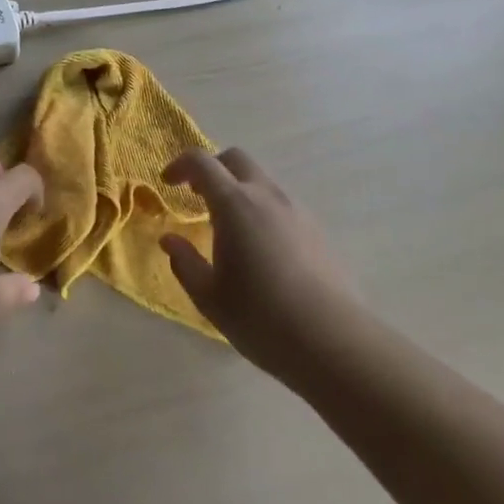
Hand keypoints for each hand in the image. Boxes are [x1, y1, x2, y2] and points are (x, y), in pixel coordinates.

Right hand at [159, 148, 360, 368]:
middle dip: (212, 168)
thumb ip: (185, 263)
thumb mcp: (209, 297)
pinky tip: (262, 248)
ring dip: (239, 190)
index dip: (180, 165)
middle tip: (197, 195)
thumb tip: (170, 240)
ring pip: (262, 181)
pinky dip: (263, 210)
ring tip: (230, 227)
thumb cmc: (262, 318)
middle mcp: (266, 196)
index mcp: (234, 203)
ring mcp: (297, 211)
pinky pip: (282, 205)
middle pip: (236, 159)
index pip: (201, 162)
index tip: (168, 183)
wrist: (335, 344)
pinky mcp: (318, 231)